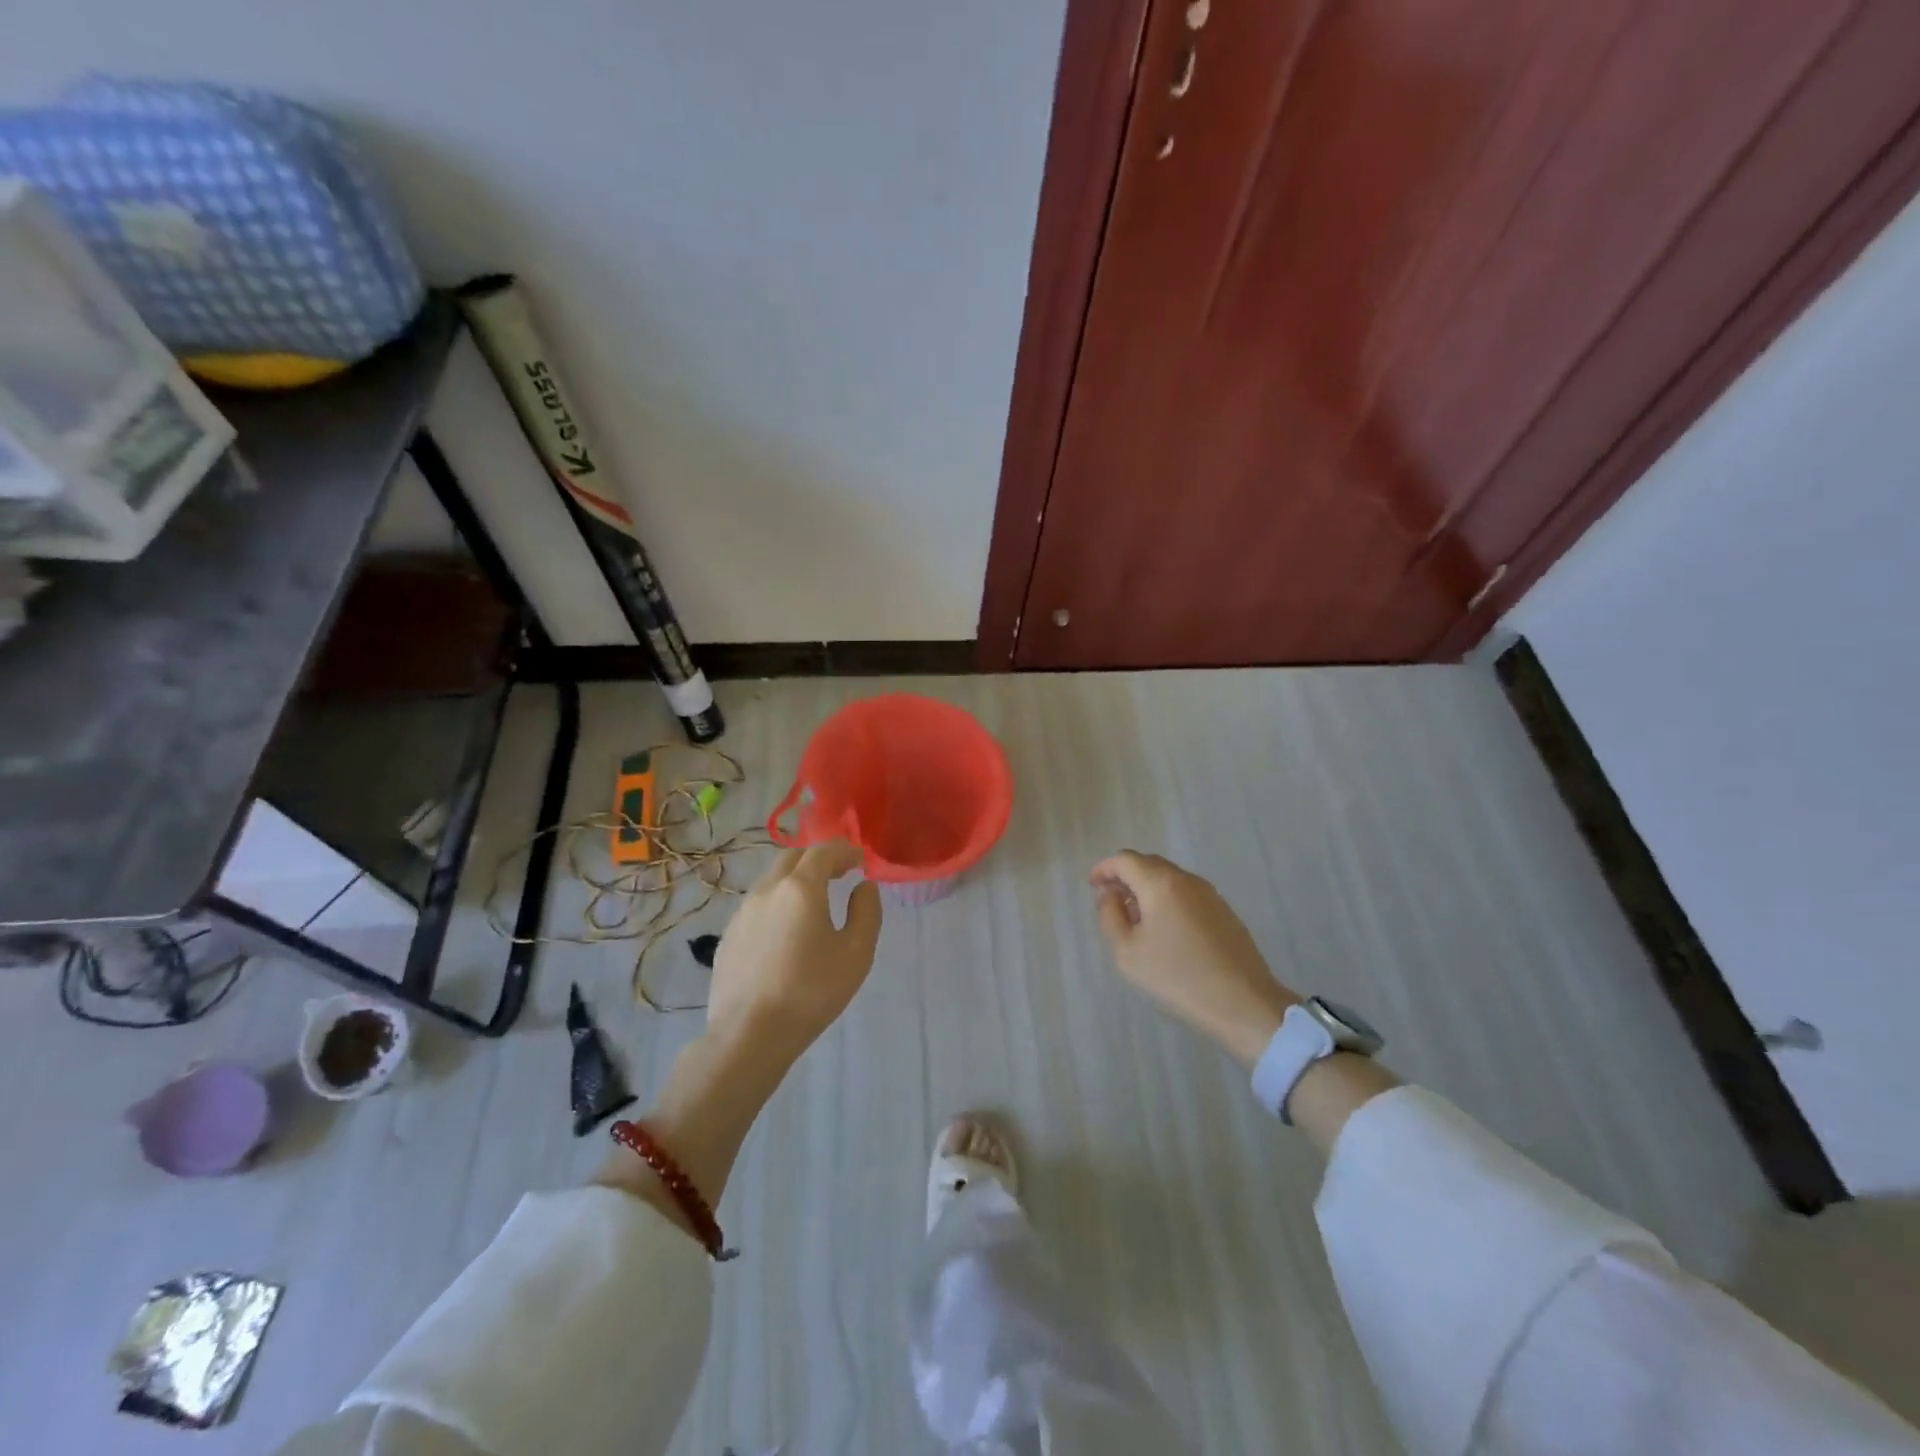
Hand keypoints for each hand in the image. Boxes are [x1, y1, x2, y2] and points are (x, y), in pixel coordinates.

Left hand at [708, 840, 881, 1063]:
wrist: (749, 1035)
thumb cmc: (811, 991)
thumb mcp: (856, 953)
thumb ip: (866, 912)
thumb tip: (863, 887)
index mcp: (800, 888)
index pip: (823, 852)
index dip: (844, 851)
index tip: (860, 860)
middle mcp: (767, 890)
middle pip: (792, 858)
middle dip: (817, 859)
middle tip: (838, 874)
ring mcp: (742, 913)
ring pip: (771, 881)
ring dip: (795, 880)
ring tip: (813, 902)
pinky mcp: (728, 937)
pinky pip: (757, 906)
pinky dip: (777, 904)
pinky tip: (785, 932)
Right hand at [1090, 851, 1298, 1065]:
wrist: (1243, 1003)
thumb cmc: (1177, 977)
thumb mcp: (1127, 952)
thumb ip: (1110, 916)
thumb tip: (1110, 894)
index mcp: (1160, 883)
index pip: (1125, 860)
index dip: (1104, 869)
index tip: (1092, 886)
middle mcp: (1186, 879)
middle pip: (1148, 864)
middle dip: (1125, 877)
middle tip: (1110, 901)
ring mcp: (1209, 894)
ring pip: (1168, 879)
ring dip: (1146, 889)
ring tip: (1135, 919)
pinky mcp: (1224, 911)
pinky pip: (1186, 894)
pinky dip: (1167, 900)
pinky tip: (1164, 930)